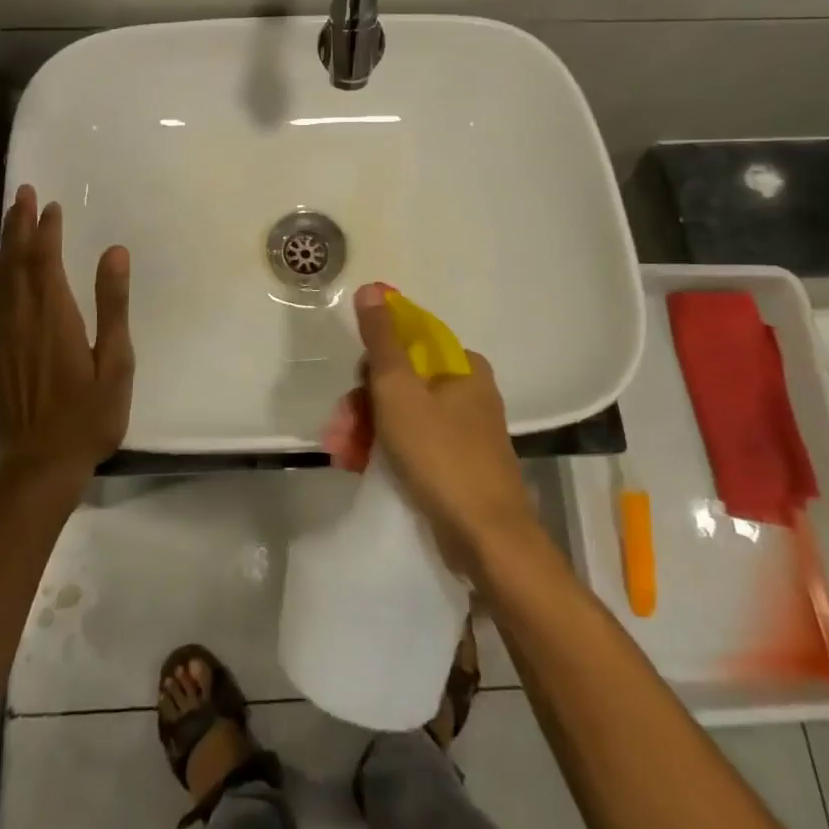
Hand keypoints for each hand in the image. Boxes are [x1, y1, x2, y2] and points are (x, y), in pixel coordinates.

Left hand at [0, 186, 133, 480]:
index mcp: (55, 316)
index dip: (47, 229)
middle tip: (22, 191)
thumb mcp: (116, 362)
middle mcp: (21, 318)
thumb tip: (115, 252)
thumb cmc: (89, 416)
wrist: (39, 466)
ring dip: (3, 242)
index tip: (51, 205)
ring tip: (7, 215)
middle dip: (20, 223)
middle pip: (17, 260)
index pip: (46, 259)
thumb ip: (113, 305)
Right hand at [350, 283, 540, 573]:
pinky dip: (386, 451)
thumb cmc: (441, 455)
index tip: (353, 387)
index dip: (373, 362)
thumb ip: (382, 340)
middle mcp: (468, 392)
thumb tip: (371, 288)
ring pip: (402, 415)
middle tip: (340, 431)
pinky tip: (360, 466)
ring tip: (343, 455)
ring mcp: (465, 430)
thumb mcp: (399, 391)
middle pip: (401, 382)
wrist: (487, 540)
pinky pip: (414, 444)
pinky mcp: (459, 464)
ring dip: (367, 430)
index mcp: (462, 366)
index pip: (406, 343)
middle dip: (363, 405)